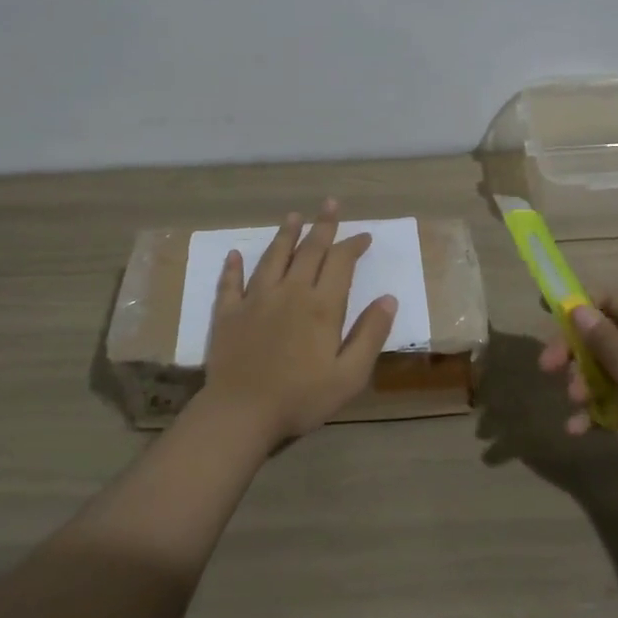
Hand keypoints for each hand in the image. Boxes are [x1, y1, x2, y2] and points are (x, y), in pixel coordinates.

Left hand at [203, 200, 397, 447]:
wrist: (241, 413)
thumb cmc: (301, 398)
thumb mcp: (350, 375)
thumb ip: (370, 334)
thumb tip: (389, 299)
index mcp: (321, 305)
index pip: (341, 263)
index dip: (353, 245)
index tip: (364, 236)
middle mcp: (290, 291)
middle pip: (309, 250)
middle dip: (322, 225)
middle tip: (330, 204)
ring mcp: (255, 299)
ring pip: (272, 257)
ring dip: (285, 235)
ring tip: (294, 216)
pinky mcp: (228, 313)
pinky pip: (231, 283)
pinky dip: (233, 267)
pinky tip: (235, 254)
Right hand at [539, 291, 617, 491]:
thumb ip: (603, 340)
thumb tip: (576, 308)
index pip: (611, 301)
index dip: (579, 304)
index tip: (546, 312)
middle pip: (601, 337)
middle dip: (574, 352)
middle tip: (548, 367)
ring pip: (602, 371)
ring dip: (583, 384)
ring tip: (576, 401)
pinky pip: (610, 402)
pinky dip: (593, 412)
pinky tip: (576, 428)